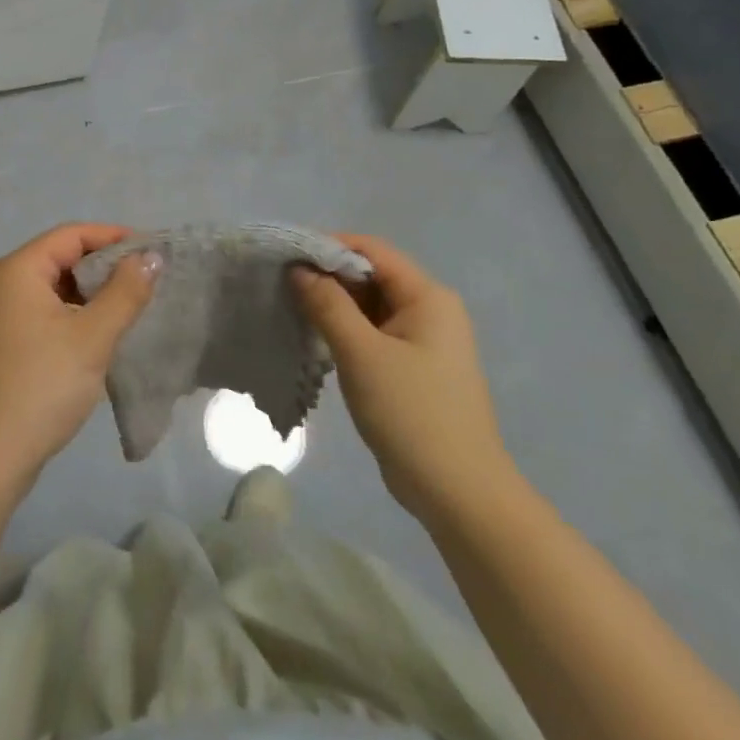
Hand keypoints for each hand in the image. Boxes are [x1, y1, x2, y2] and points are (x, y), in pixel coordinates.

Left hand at [0, 224, 159, 485]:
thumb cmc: (41, 386)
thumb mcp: (92, 337)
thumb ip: (125, 292)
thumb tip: (151, 256)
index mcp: (17, 270)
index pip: (72, 235)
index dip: (114, 237)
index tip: (153, 251)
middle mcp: (3, 284)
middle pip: (62, 258)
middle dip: (105, 266)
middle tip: (149, 280)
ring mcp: (0, 315)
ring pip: (56, 288)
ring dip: (93, 294)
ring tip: (134, 306)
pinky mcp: (5, 343)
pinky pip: (46, 313)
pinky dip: (76, 316)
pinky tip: (103, 334)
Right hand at [291, 234, 514, 518]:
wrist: (458, 493)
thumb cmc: (412, 414)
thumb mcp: (362, 354)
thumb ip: (328, 305)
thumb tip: (299, 269)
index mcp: (428, 297)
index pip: (372, 250)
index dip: (328, 247)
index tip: (286, 257)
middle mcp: (430, 310)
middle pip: (371, 275)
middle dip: (327, 276)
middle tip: (281, 284)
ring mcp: (423, 341)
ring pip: (370, 306)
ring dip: (334, 304)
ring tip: (291, 308)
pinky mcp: (413, 367)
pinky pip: (374, 333)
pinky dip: (345, 330)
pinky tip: (316, 338)